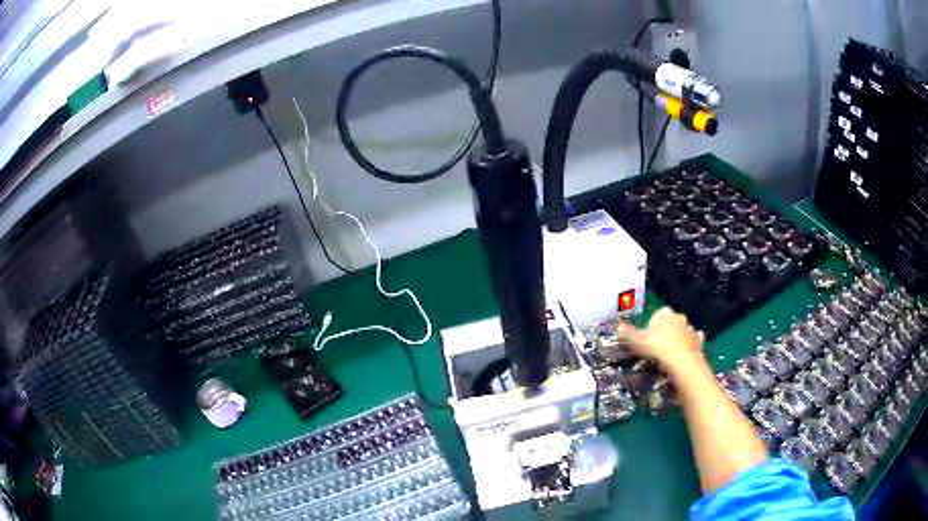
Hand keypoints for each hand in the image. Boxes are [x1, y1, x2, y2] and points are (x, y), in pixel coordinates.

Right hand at [616, 307, 704, 368]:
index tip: (648, 336)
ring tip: (670, 351)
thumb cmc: (657, 347)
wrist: (680, 360)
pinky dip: (691, 344)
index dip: (652, 324)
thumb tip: (617, 327)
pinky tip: (686, 351)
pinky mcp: (698, 341)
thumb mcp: (638, 341)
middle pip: (672, 321)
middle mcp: (679, 317)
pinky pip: (694, 340)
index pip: (658, 313)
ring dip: (679, 337)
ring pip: (683, 330)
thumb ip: (628, 334)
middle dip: (666, 329)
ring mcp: (690, 329)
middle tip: (658, 344)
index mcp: (665, 313)